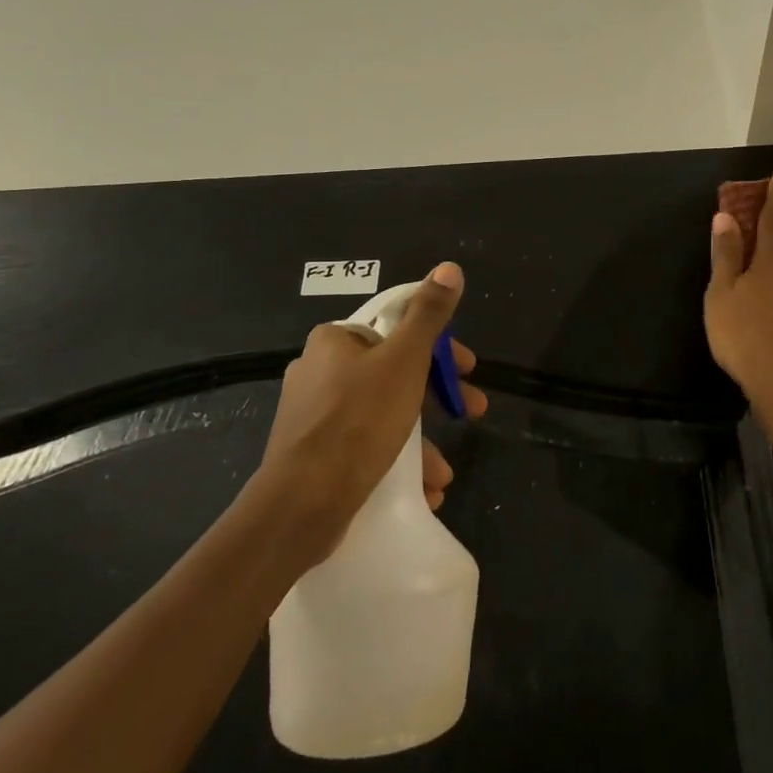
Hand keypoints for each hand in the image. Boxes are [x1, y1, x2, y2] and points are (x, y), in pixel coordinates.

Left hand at [253, 263, 488, 568]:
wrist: (301, 504)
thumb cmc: (359, 421)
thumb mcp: (405, 361)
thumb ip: (429, 315)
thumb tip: (449, 267)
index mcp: (335, 341)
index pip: (397, 329)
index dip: (439, 349)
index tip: (468, 371)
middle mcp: (319, 370)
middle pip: (394, 373)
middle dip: (437, 399)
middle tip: (471, 414)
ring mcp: (313, 415)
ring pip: (382, 416)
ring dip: (420, 441)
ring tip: (443, 474)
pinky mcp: (312, 453)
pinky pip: (364, 447)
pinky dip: (395, 462)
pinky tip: (421, 488)